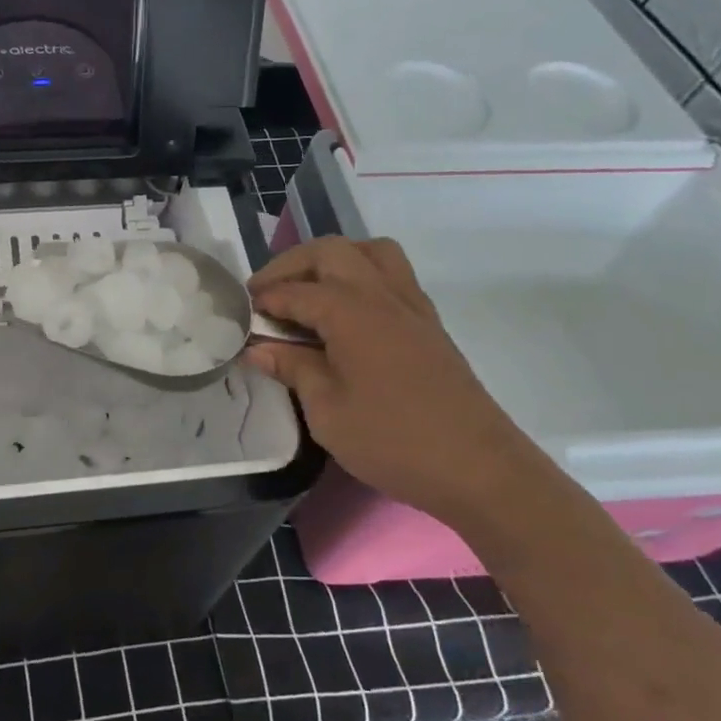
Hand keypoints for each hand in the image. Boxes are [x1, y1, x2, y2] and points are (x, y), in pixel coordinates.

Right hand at [247, 237, 546, 530]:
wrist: (479, 468)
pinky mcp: (429, 324)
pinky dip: (360, 277)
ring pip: (369, 253)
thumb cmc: (393, 439)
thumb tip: (258, 347)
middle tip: (268, 294)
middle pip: (331, 252)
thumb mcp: (327, 410)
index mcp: (351, 311)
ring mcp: (411, 306)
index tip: (241, 313)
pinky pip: (391, 276)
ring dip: (333, 262)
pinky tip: (346, 315)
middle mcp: (381, 294)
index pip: (295, 291)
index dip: (264, 299)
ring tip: (309, 292)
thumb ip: (292, 368)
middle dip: (292, 265)